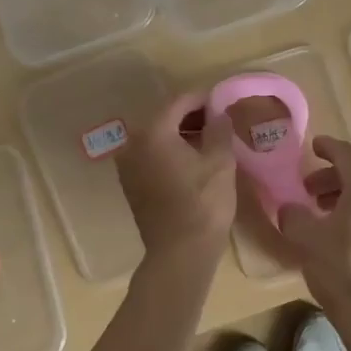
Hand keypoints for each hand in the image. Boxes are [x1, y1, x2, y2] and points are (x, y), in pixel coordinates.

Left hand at [116, 94, 235, 259]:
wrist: (181, 252)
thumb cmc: (204, 203)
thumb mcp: (221, 161)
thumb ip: (219, 129)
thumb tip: (219, 113)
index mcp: (153, 132)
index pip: (179, 102)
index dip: (203, 98)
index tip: (222, 101)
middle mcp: (133, 144)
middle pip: (164, 118)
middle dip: (191, 116)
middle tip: (218, 119)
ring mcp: (128, 166)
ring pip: (157, 138)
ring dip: (180, 134)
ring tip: (209, 140)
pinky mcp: (131, 185)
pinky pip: (151, 156)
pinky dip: (170, 152)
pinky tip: (192, 160)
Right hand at [271, 135, 350, 311]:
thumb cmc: (339, 268)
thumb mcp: (304, 237)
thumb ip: (293, 213)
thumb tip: (291, 208)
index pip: (345, 153)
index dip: (326, 147)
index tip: (313, 147)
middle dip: (332, 179)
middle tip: (309, 191)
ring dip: (347, 197)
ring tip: (325, 213)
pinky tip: (346, 233)